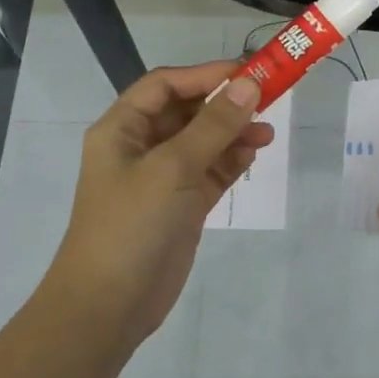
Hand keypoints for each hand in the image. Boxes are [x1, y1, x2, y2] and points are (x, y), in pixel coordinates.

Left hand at [38, 61, 271, 351]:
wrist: (110, 304)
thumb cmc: (131, 225)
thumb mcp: (172, 168)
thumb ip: (213, 126)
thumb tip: (249, 85)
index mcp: (122, 129)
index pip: (165, 85)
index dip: (205, 75)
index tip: (248, 73)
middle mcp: (141, 147)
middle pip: (187, 111)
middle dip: (224, 104)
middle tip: (268, 98)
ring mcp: (163, 178)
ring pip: (204, 142)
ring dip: (233, 132)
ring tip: (267, 132)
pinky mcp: (183, 205)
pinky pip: (211, 171)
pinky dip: (232, 160)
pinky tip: (254, 153)